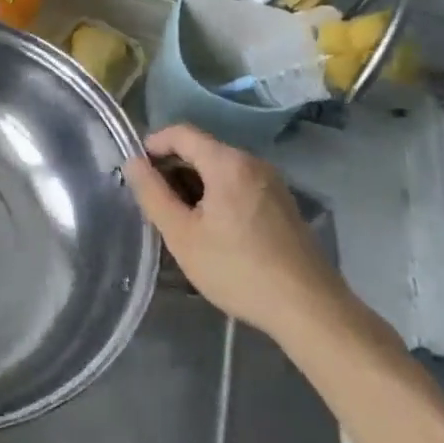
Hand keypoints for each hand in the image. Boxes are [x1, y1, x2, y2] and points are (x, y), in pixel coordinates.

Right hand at [124, 124, 351, 340]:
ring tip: (180, 219)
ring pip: (220, 169)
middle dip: (173, 168)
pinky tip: (212, 229)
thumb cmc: (238, 270)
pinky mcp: (283, 204)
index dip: (152, 145)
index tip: (137, 172)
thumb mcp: (182, 235)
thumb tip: (133, 162)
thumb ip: (152, 193)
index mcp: (227, 163)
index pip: (181, 133)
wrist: (310, 310)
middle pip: (202, 149)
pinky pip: (239, 184)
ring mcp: (273, 183)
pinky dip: (217, 194)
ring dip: (194, 184)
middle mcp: (253, 162)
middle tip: (156, 202)